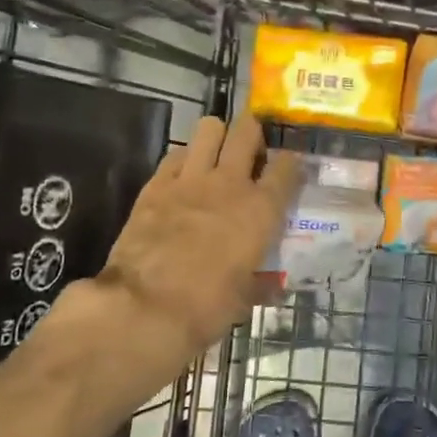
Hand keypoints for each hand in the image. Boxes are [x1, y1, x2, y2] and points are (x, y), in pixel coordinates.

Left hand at [91, 114, 300, 367]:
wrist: (145, 307)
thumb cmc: (206, 307)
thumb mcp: (245, 298)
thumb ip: (261, 283)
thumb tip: (273, 286)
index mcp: (261, 210)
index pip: (287, 167)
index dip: (291, 162)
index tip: (289, 167)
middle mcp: (230, 183)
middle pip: (247, 131)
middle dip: (253, 132)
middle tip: (252, 149)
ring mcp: (190, 179)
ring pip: (209, 128)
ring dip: (217, 136)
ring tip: (217, 153)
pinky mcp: (156, 184)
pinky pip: (175, 153)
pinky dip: (184, 158)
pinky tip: (184, 175)